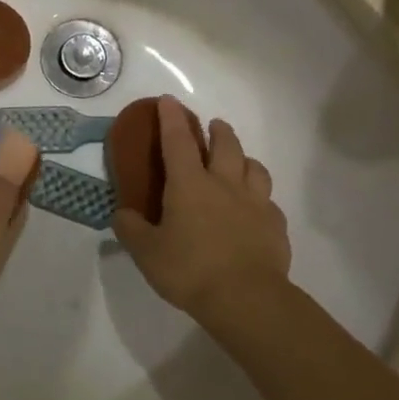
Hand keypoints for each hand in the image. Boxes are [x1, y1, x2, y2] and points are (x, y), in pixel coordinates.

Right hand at [113, 96, 290, 323]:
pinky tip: (255, 209)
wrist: (246, 299)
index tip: (168, 100)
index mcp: (189, 184)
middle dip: (217, 130)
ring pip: (254, 167)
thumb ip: (131, 229)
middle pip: (225, 145)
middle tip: (212, 127)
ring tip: (238, 162)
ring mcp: (255, 203)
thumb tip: (122, 215)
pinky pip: (269, 201)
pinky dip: (260, 197)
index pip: (178, 141)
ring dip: (243, 157)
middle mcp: (224, 184)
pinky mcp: (275, 225)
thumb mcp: (146, 253)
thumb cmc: (190, 270)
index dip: (171, 118)